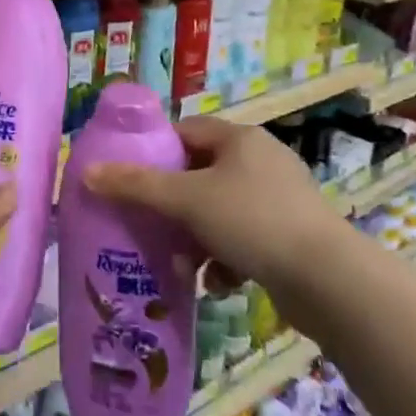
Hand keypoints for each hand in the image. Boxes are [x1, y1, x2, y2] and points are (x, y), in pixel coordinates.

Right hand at [84, 117, 334, 297]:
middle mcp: (261, 160)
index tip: (133, 181)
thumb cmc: (252, 221)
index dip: (156, 153)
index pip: (186, 132)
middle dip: (174, 206)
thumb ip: (136, 186)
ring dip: (196, 238)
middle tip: (151, 227)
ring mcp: (280, 198)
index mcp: (239, 138)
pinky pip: (244, 238)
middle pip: (200, 174)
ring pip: (220, 211)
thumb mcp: (187, 200)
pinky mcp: (291, 235)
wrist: (328, 280)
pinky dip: (226, 258)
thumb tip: (87, 172)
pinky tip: (218, 284)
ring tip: (183, 266)